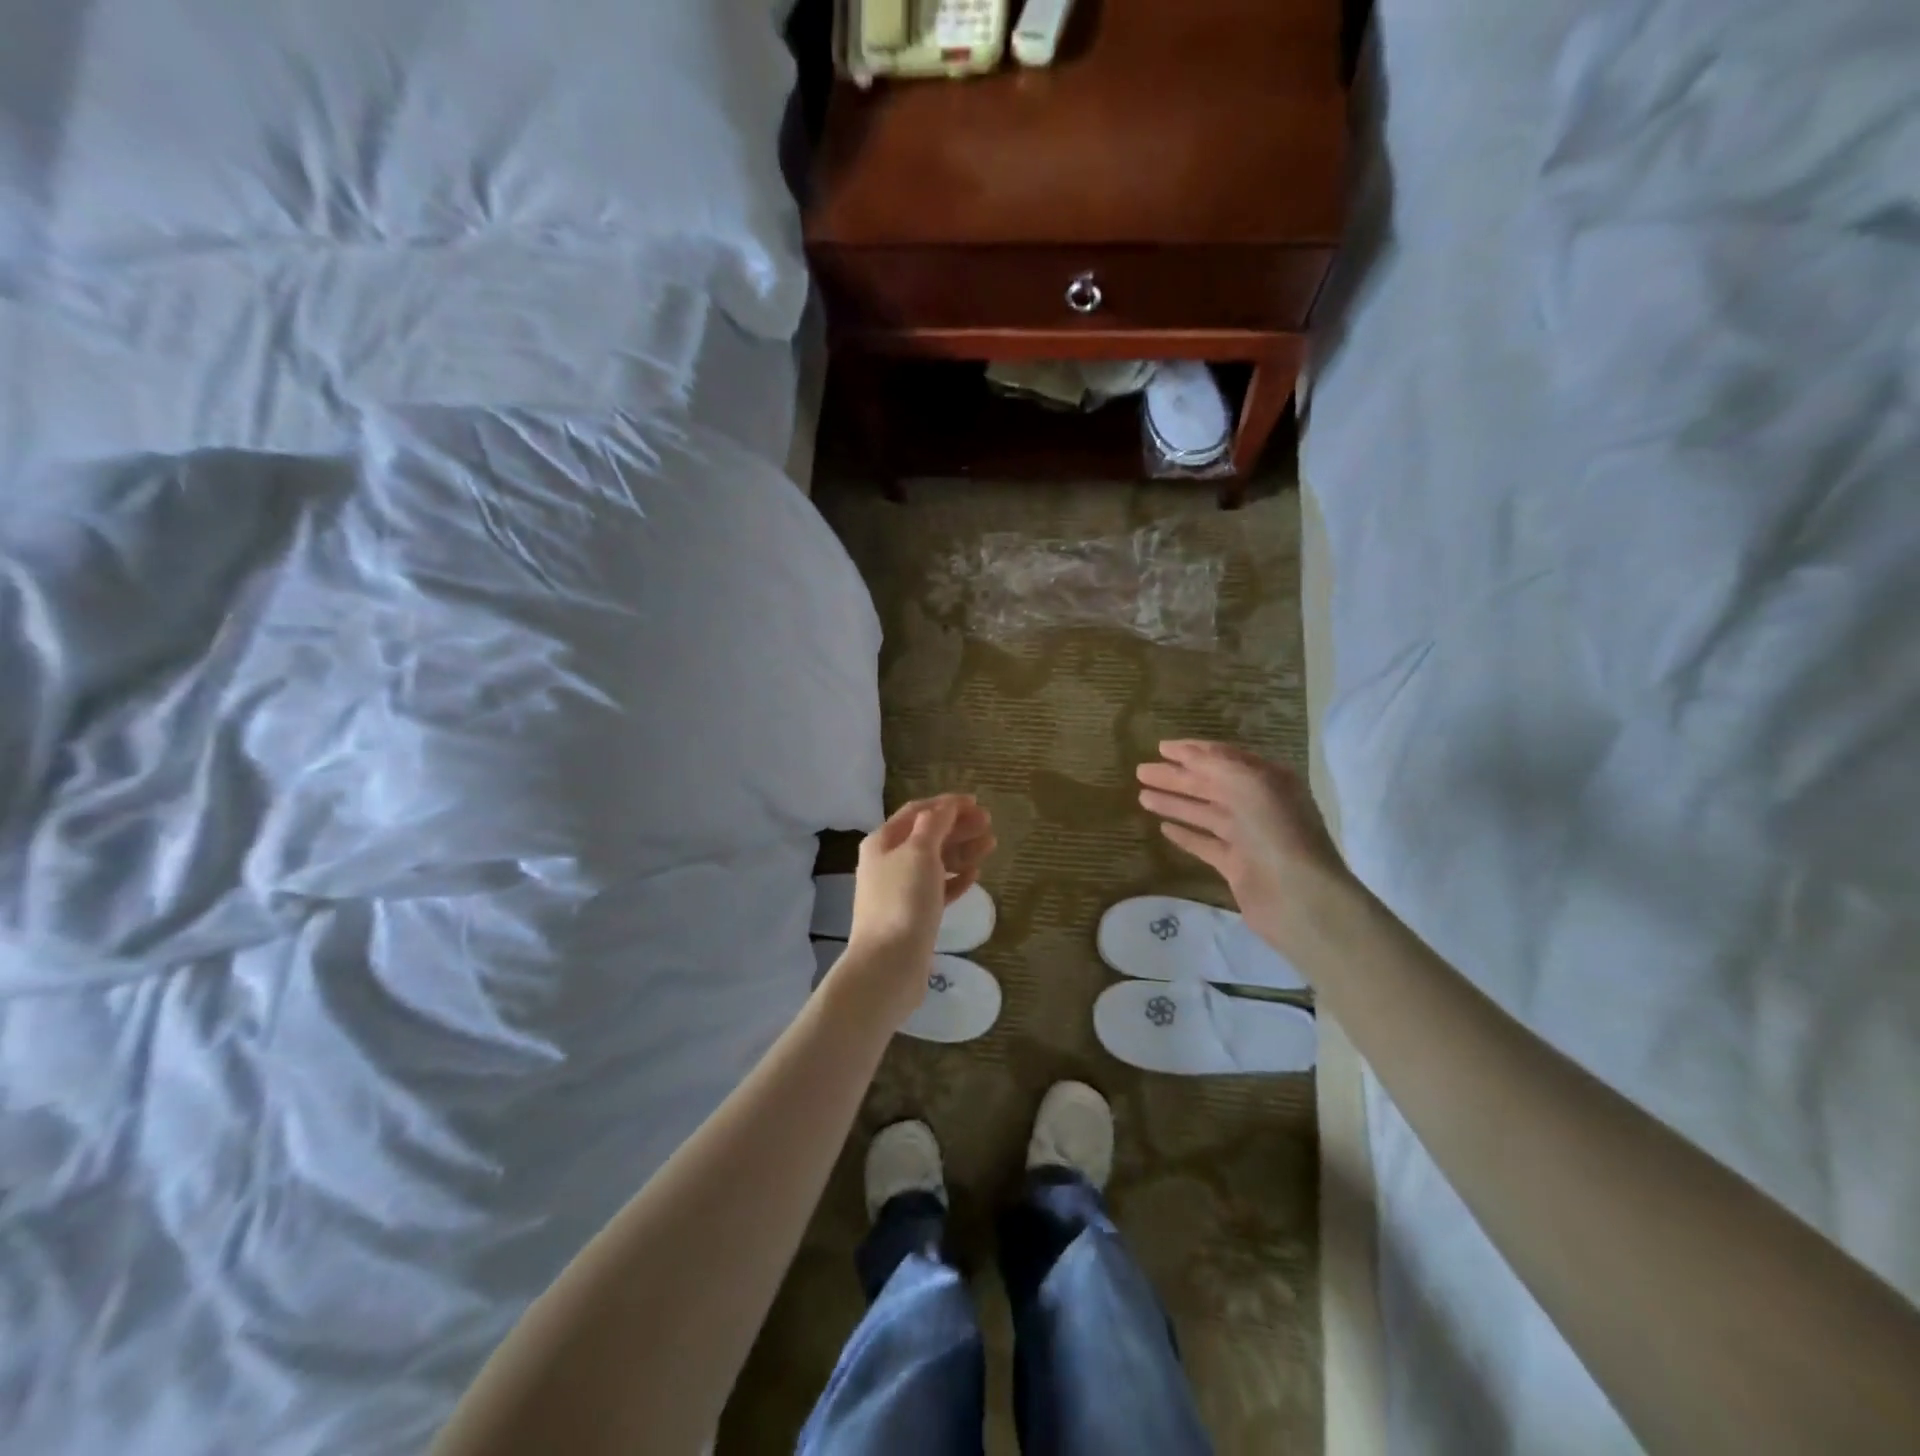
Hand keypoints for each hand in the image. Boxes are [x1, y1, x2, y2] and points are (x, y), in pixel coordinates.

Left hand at [836, 795, 994, 1025]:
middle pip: (927, 836)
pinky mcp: (913, 916)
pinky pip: (937, 889)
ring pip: (935, 862)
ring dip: (962, 851)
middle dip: (958, 827)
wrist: (888, 964)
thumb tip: (944, 806)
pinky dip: (955, 879)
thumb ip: (934, 824)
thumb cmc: (903, 900)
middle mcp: (888, 862)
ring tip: (990, 845)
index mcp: (883, 842)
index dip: (946, 804)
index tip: (976, 802)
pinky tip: (974, 876)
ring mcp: (900, 891)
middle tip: (989, 823)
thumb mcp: (919, 852)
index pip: (917, 812)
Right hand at [1136, 740, 1350, 961]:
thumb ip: (1215, 765)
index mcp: (1267, 780)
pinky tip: (1163, 828)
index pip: (1224, 758)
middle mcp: (1258, 805)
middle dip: (1176, 776)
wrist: (1300, 897)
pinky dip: (1185, 835)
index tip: (1161, 748)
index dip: (1192, 751)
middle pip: (1209, 784)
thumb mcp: (1249, 784)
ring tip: (1141, 796)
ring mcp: (1247, 837)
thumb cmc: (1276, 832)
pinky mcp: (1236, 866)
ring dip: (1174, 803)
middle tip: (1140, 771)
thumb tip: (1185, 751)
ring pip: (1204, 813)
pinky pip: (1205, 844)